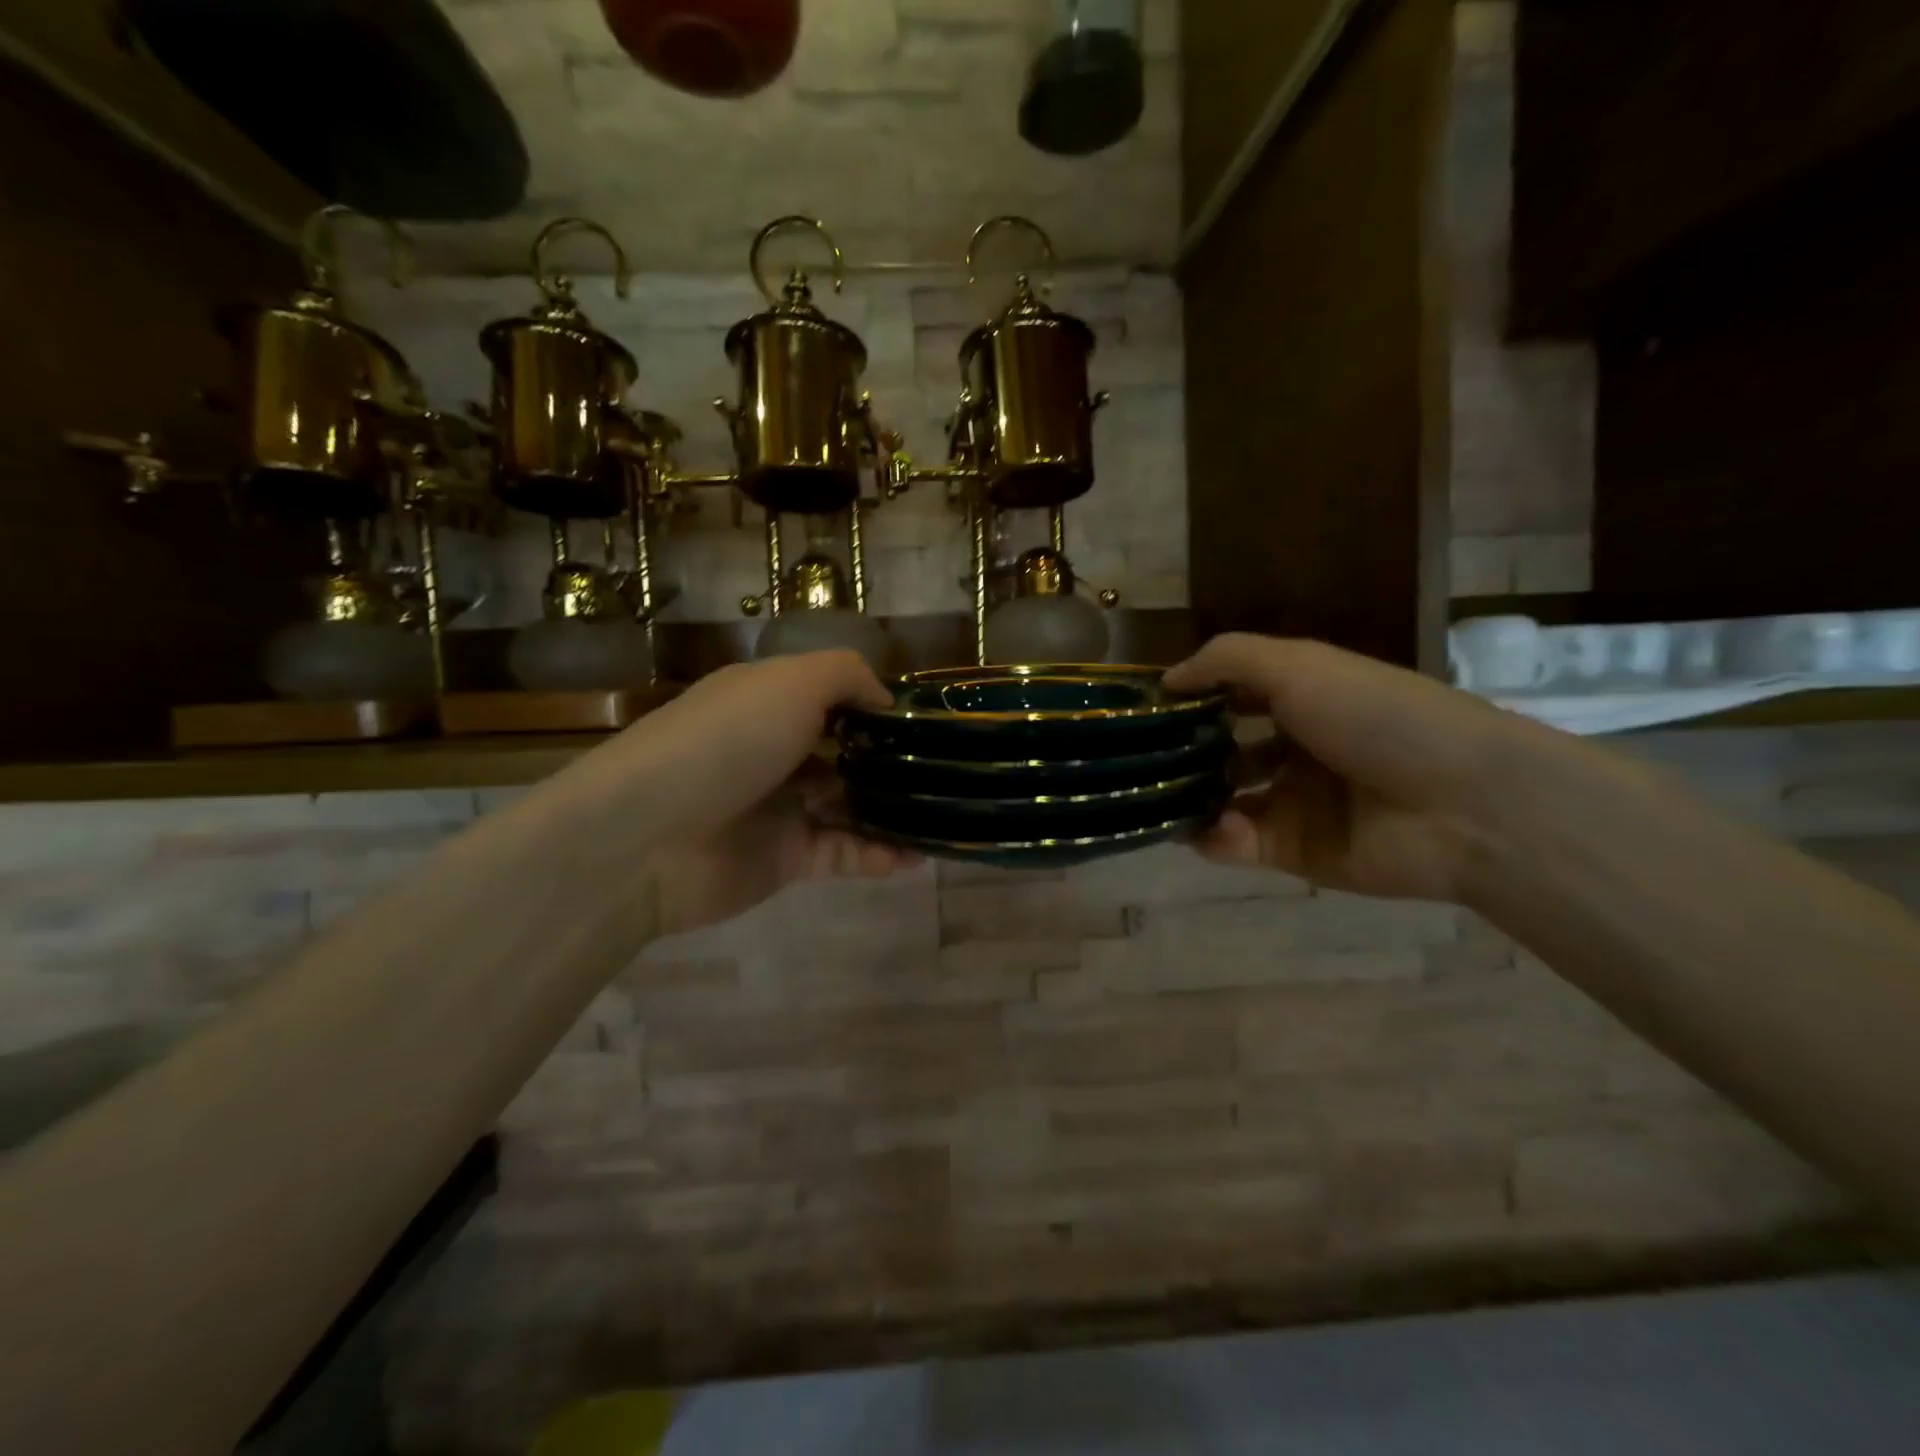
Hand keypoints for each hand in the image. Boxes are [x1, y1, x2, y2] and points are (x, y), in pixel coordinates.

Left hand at [590, 651, 917, 935]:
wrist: (647, 836)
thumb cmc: (726, 741)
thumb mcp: (790, 682)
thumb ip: (847, 675)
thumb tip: (886, 701)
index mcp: (769, 703)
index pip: (833, 700)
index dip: (877, 709)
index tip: (924, 722)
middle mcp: (775, 752)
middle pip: (846, 757)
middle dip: (891, 765)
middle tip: (942, 774)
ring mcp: (780, 808)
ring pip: (850, 808)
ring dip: (892, 813)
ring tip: (940, 819)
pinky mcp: (784, 860)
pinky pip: (842, 854)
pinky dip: (877, 855)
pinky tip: (912, 857)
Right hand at [1163, 633, 1528, 901]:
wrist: (1461, 804)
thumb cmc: (1376, 717)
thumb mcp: (1299, 665)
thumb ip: (1227, 659)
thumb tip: (1166, 679)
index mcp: (1302, 700)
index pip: (1230, 696)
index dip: (1189, 698)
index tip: (1144, 706)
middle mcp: (1292, 750)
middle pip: (1220, 750)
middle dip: (1180, 752)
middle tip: (1137, 757)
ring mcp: (1291, 803)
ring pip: (1219, 799)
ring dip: (1187, 796)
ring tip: (1157, 795)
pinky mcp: (1292, 852)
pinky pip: (1235, 842)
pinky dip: (1213, 836)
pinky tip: (1207, 827)